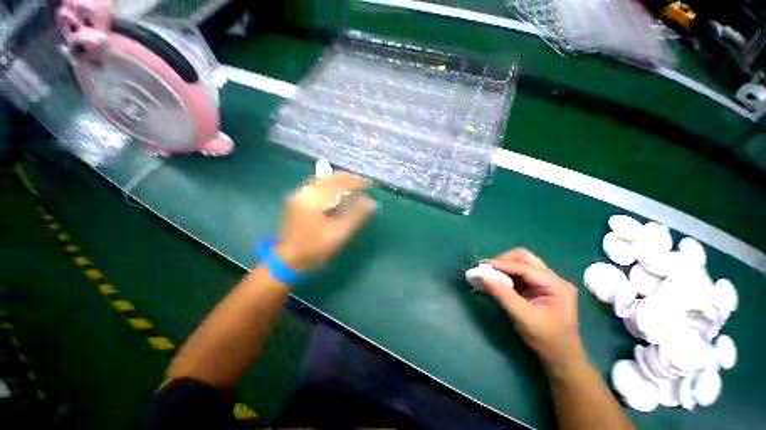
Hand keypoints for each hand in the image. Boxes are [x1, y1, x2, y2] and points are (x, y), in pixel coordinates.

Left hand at [276, 172, 376, 270]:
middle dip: (349, 178)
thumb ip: (355, 216)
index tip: (370, 184)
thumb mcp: (338, 235)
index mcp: (313, 201)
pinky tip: (340, 191)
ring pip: (324, 180)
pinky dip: (332, 185)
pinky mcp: (298, 198)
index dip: (356, 182)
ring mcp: (299, 194)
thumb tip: (371, 202)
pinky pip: (318, 185)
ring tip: (355, 185)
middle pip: (330, 177)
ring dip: (341, 180)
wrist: (289, 259)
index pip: (338, 183)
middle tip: (364, 183)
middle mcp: (304, 192)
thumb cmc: (315, 249)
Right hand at [480, 249, 584, 369]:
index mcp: (556, 285)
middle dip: (504, 260)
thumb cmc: (545, 339)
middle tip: (487, 269)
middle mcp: (554, 279)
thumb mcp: (523, 318)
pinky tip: (499, 280)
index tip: (482, 265)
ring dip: (505, 266)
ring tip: (491, 274)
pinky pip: (521, 273)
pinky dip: (508, 273)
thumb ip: (503, 295)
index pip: (525, 267)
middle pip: (525, 258)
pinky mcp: (541, 286)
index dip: (502, 263)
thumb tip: (483, 276)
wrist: (561, 357)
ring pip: (523, 263)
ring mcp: (548, 282)